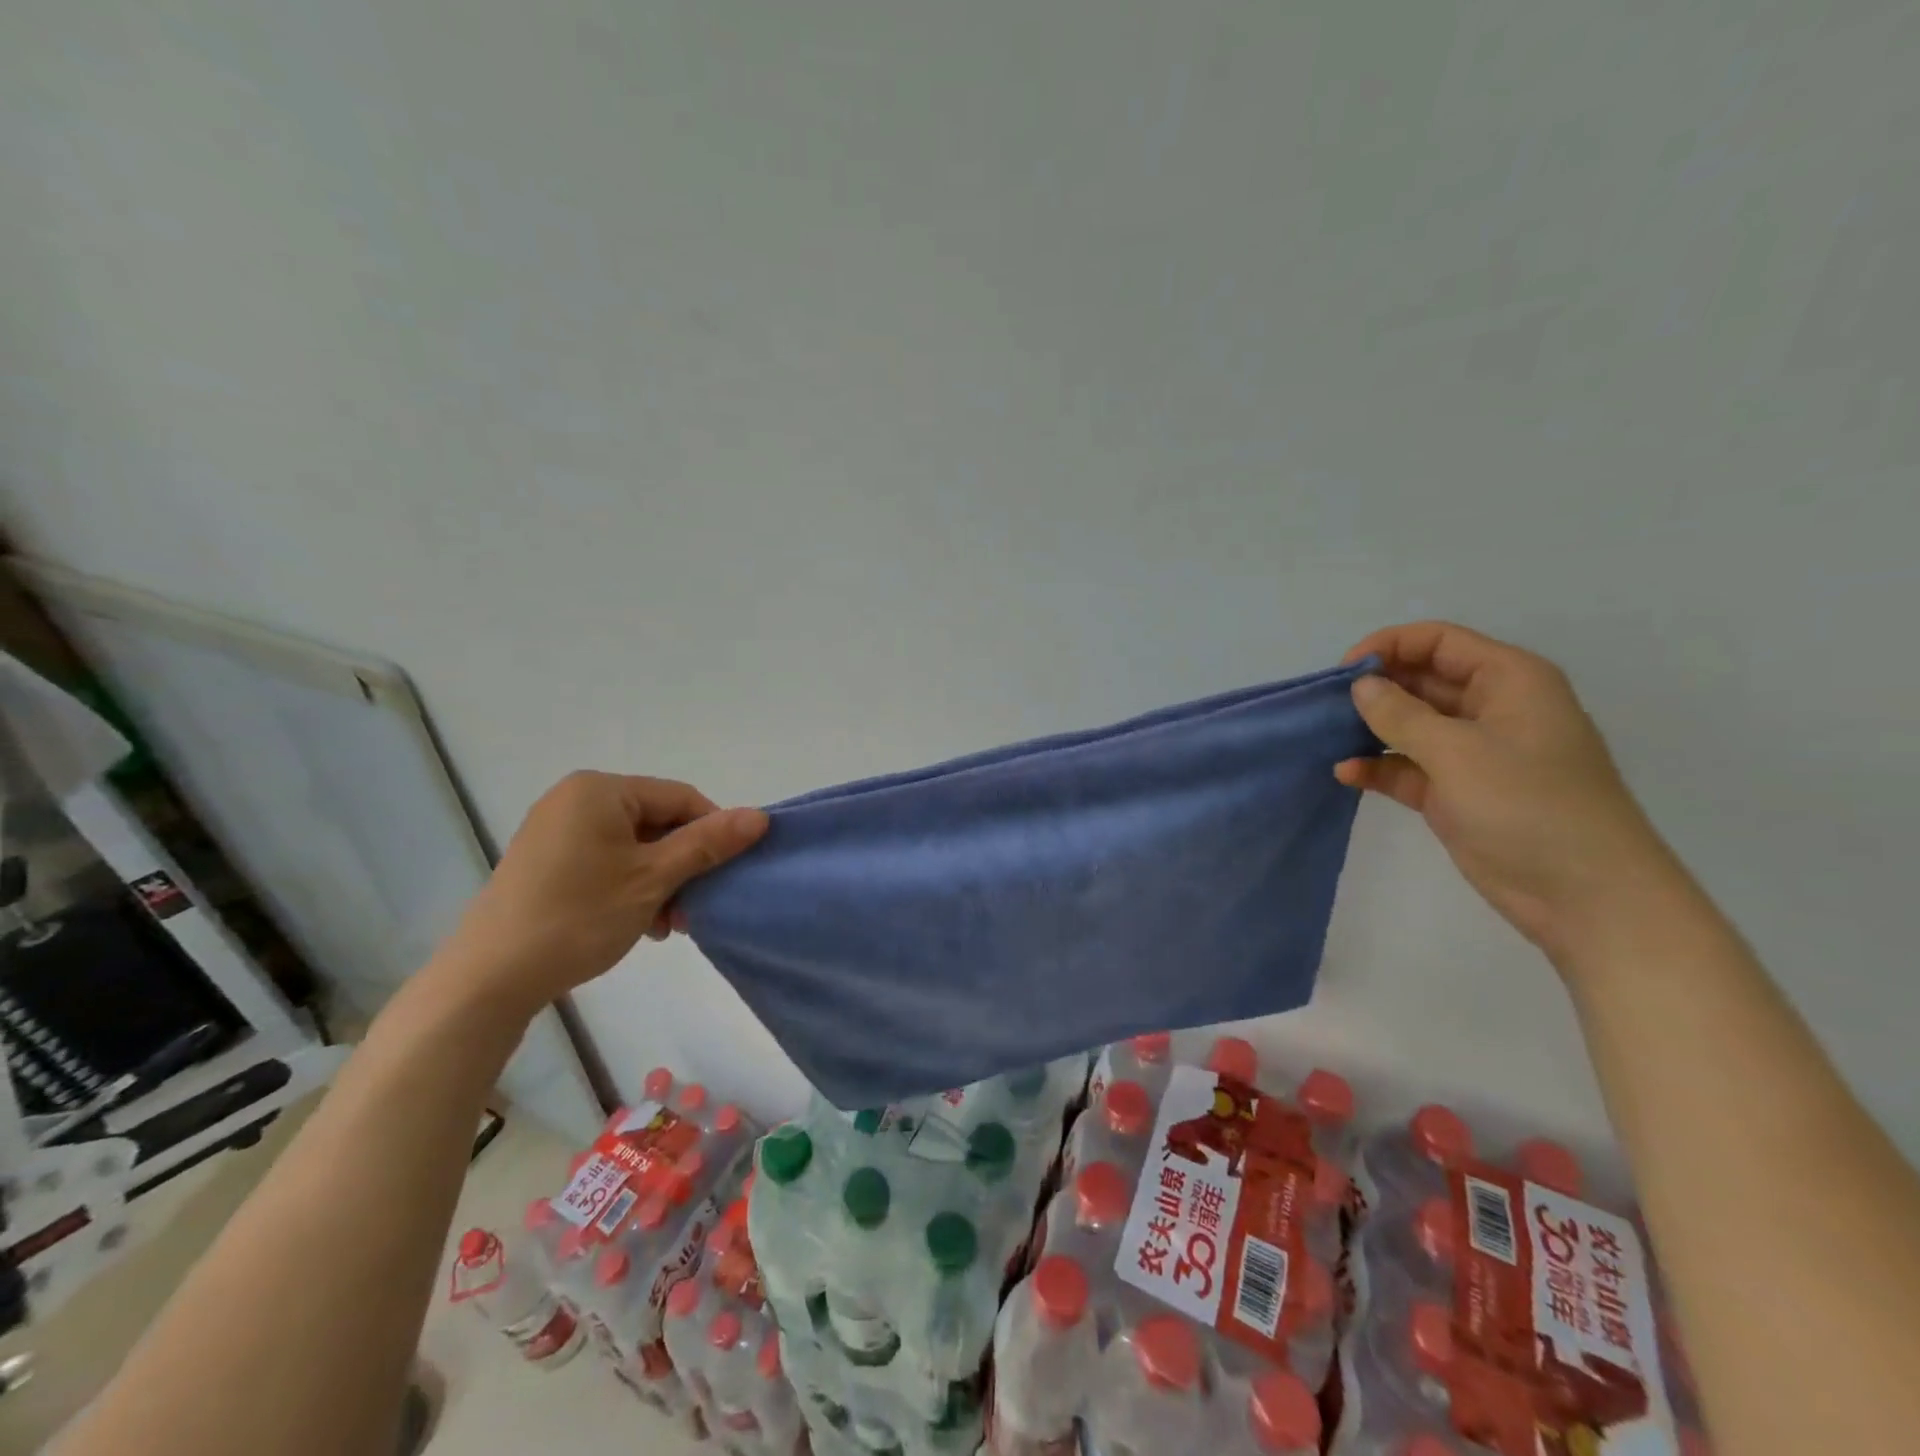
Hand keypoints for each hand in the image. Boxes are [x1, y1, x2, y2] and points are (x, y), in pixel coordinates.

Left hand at [433, 772, 767, 1013]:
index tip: (726, 875)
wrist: (488, 979)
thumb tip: (760, 816)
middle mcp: (576, 799)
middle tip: (693, 909)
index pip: (680, 798)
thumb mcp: (654, 878)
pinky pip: (607, 861)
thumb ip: (708, 844)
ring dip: (661, 882)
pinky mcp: (546, 862)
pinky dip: (631, 886)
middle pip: (657, 822)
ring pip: (634, 846)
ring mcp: (557, 831)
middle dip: (683, 865)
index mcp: (600, 790)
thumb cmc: (579, 916)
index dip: (712, 833)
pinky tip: (640, 923)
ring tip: (667, 924)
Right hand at [1335, 622, 1673, 963]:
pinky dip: (1378, 767)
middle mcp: (1490, 708)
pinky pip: (1407, 767)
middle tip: (1325, 706)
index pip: (1439, 641)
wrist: (1585, 896)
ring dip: (1370, 729)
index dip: (1389, 646)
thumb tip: (1360, 686)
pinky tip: (1346, 774)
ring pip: (1410, 724)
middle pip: (1421, 680)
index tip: (1342, 672)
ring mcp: (1473, 753)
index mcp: (1508, 681)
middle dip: (1374, 689)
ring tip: (1327, 738)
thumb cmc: (1529, 806)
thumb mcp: (1458, 751)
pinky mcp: (1456, 792)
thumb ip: (1401, 714)